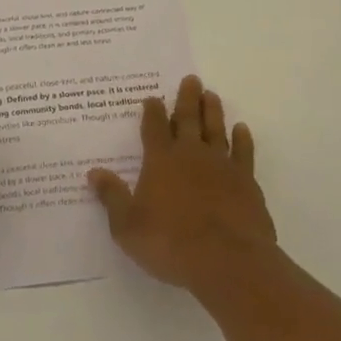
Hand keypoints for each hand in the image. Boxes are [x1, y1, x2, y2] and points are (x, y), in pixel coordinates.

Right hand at [88, 75, 276, 290]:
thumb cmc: (171, 244)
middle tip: (191, 79)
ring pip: (216, 130)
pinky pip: (244, 153)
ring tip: (211, 95)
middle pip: (188, 119)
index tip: (152, 97)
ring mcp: (221, 166)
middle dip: (187, 98)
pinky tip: (241, 130)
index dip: (152, 111)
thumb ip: (112, 197)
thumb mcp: (128, 227)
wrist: (228, 261)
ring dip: (212, 111)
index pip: (154, 128)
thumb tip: (94, 173)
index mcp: (161, 161)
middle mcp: (191, 155)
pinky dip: (242, 140)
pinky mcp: (246, 182)